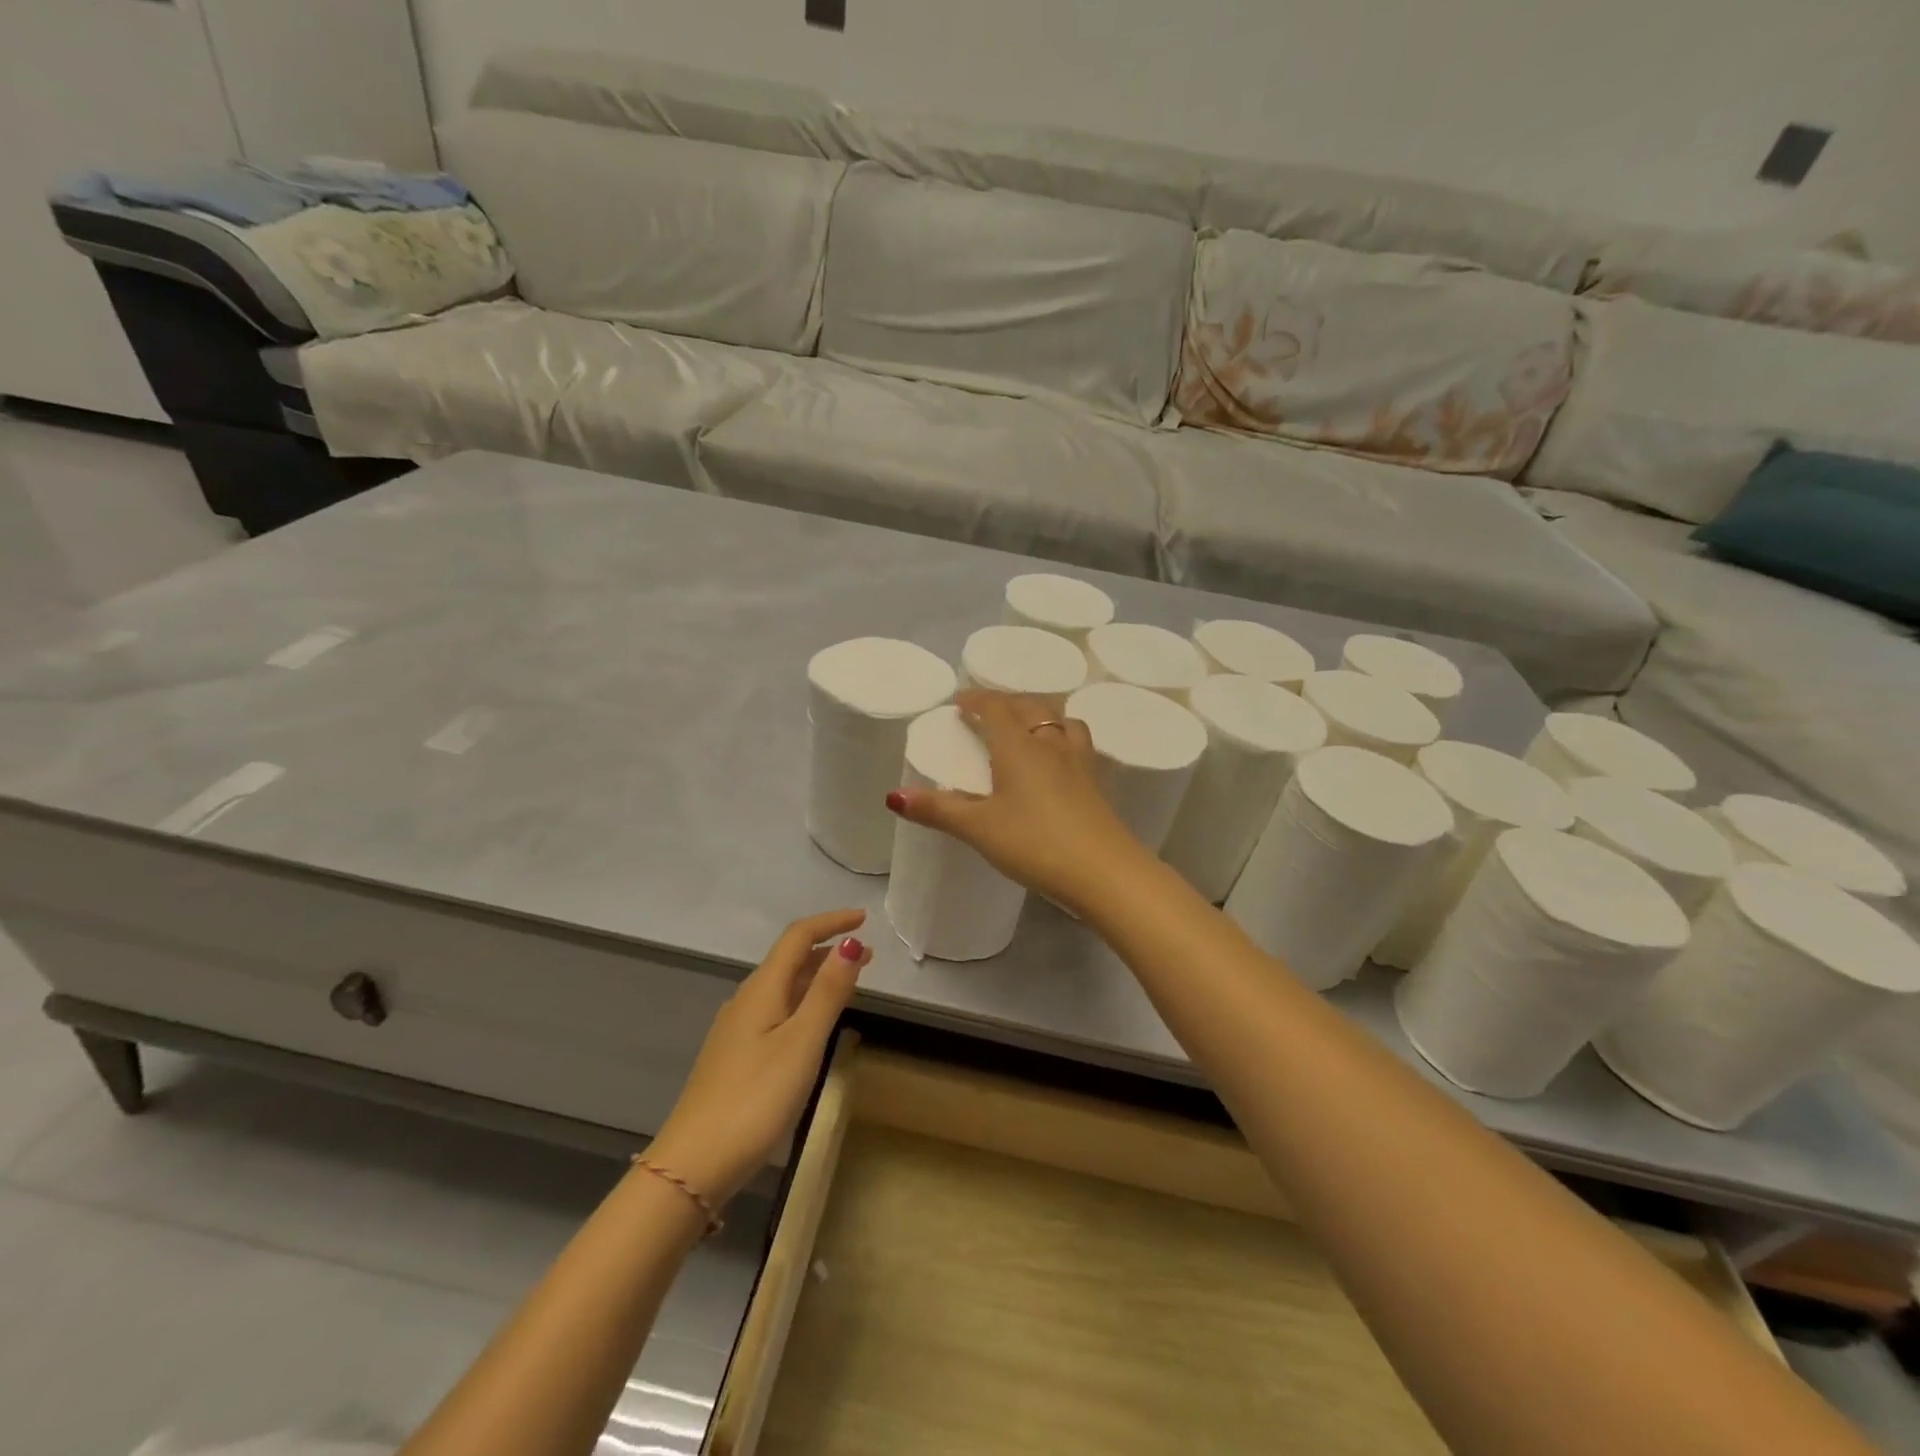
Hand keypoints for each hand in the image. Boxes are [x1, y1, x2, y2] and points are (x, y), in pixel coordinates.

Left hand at [645, 910, 872, 1205]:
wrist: (694, 1164)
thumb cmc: (755, 1098)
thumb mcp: (802, 1042)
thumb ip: (828, 992)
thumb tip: (849, 942)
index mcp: (762, 989)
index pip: (798, 937)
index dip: (831, 922)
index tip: (864, 920)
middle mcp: (747, 1000)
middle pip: (790, 959)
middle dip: (829, 949)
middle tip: (868, 955)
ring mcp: (738, 1030)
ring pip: (784, 986)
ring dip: (818, 976)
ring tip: (850, 983)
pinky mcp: (736, 1056)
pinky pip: (777, 1010)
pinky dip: (804, 1001)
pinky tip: (814, 1023)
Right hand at [887, 690, 1147, 913]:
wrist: (1104, 871)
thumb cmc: (1035, 843)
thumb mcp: (979, 828)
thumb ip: (938, 810)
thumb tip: (893, 797)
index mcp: (1018, 746)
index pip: (996, 707)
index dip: (976, 699)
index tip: (959, 702)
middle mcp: (1051, 744)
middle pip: (1029, 707)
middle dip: (1005, 703)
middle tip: (987, 711)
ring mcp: (1079, 762)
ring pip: (1061, 721)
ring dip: (1040, 715)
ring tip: (1027, 727)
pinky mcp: (1096, 783)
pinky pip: (1078, 743)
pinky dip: (1062, 738)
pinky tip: (1059, 761)